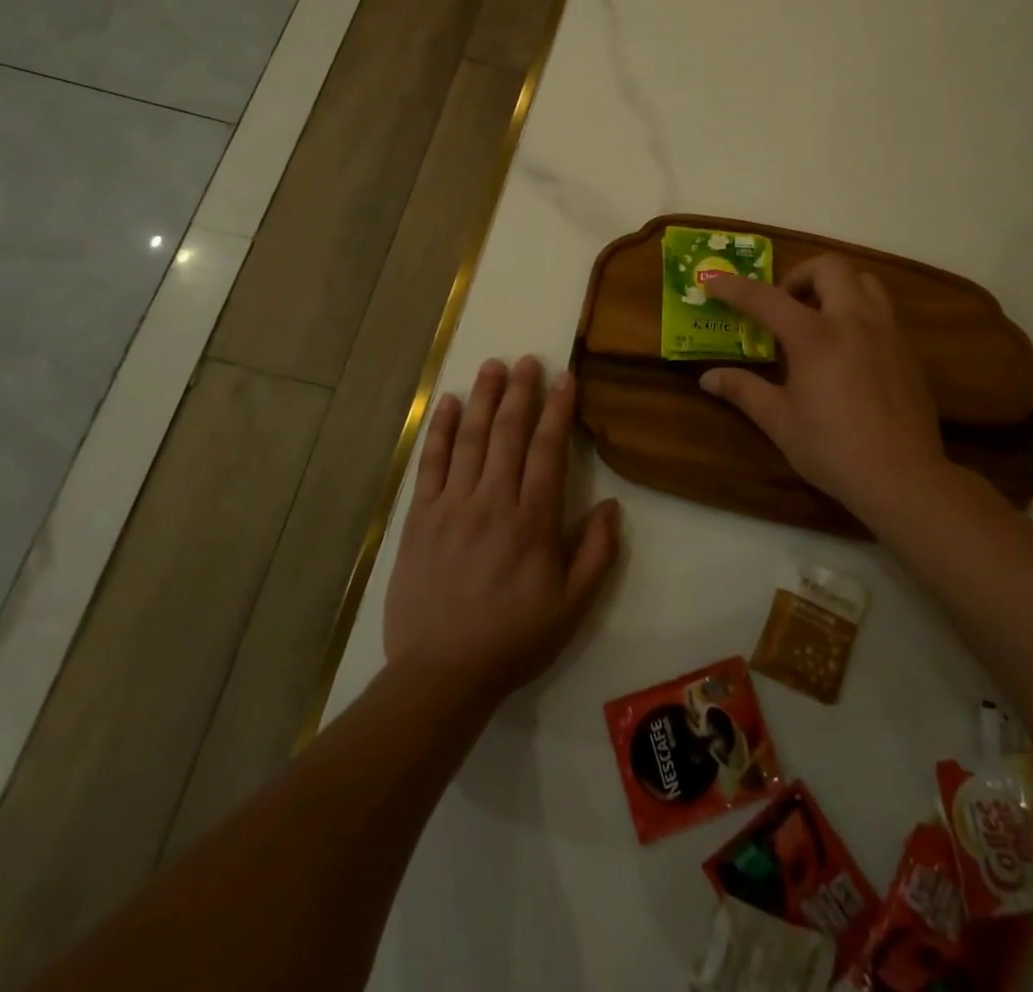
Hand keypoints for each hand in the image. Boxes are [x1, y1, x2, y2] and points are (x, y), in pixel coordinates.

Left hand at [384, 356, 620, 704]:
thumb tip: (613, 506)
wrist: (441, 672)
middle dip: (520, 392)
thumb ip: (597, 553)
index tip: (565, 379)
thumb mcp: (573, 607)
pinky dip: (440, 430)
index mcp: (533, 521)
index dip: (558, 410)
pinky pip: (430, 464)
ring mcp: (452, 505)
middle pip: (508, 433)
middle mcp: (493, 501)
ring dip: (483, 398)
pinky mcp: (419, 517)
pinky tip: (448, 403)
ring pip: (470, 439)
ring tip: (492, 366)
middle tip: (527, 360)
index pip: (548, 450)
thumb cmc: (513, 639)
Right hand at [701, 256, 955, 520]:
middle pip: (829, 267)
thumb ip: (743, 390)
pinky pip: (882, 311)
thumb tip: (708, 378)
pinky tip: (847, 351)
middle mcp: (853, 322)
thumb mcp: (779, 421)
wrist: (903, 477)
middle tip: (784, 305)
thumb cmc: (833, 449)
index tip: (713, 282)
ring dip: (836, 286)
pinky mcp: (907, 351)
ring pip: (864, 281)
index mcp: (815, 337)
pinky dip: (858, 313)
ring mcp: (887, 333)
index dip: (735, 287)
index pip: (766, 298)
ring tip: (818, 319)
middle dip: (800, 275)